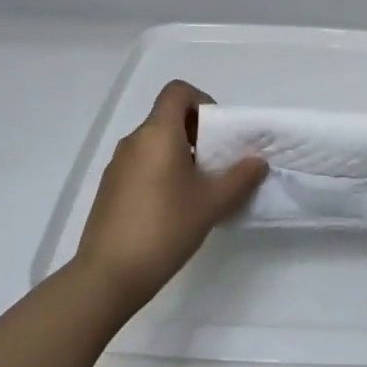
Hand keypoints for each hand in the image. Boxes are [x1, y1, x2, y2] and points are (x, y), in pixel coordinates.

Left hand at [75, 81, 268, 309]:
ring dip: (178, 154)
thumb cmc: (165, 228)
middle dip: (195, 133)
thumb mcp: (212, 203)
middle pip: (167, 117)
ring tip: (197, 190)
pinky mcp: (109, 188)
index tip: (218, 132)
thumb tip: (257, 161)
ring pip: (154, 143)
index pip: (177, 92)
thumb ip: (239, 178)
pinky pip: (140, 165)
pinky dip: (160, 172)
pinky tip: (171, 209)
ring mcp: (117, 165)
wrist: (108, 275)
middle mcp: (134, 140)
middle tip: (215, 164)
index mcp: (158, 133)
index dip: (201, 101)